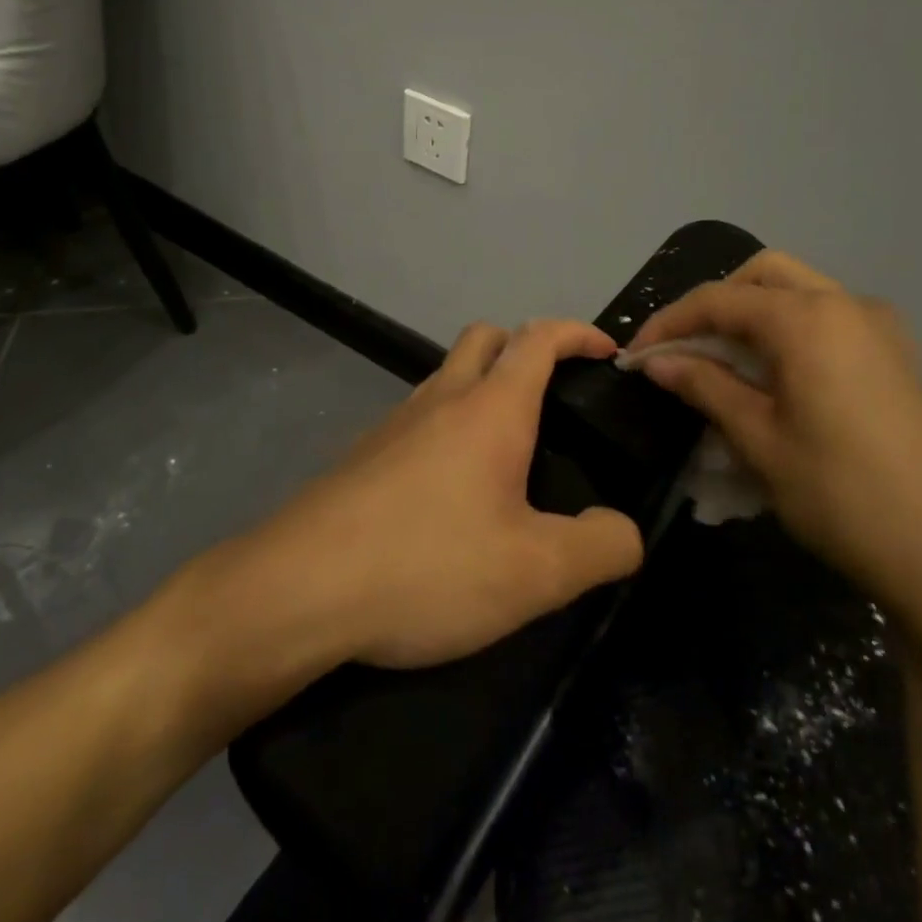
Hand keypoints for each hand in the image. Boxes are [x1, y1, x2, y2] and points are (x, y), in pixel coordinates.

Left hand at [243, 319, 644, 669]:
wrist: (300, 587)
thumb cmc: (427, 566)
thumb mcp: (535, 573)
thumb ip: (599, 547)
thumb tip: (622, 529)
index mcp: (489, 409)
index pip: (539, 338)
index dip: (578, 333)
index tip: (608, 352)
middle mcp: (439, 398)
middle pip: (485, 338)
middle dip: (525, 347)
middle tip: (555, 397)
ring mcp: (394, 423)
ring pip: (446, 376)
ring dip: (483, 388)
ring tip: (510, 451)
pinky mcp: (364, 454)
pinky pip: (418, 417)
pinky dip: (448, 426)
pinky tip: (452, 490)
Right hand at [628, 252, 921, 621]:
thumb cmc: (843, 493)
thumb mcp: (759, 439)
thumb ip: (705, 386)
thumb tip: (657, 362)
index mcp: (807, 319)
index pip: (718, 299)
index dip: (668, 323)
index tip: (635, 356)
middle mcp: (846, 305)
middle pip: (763, 274)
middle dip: (714, 303)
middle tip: (684, 348)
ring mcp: (880, 330)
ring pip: (800, 292)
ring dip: (752, 314)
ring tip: (722, 363)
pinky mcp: (897, 358)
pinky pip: (828, 319)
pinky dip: (788, 330)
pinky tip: (776, 378)